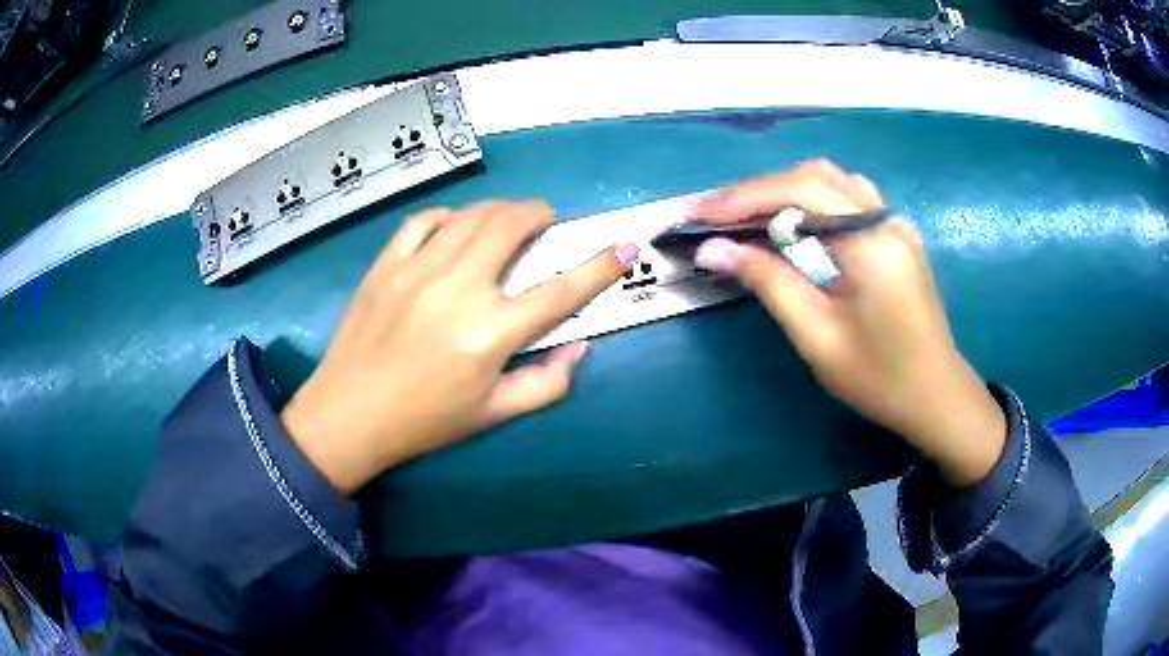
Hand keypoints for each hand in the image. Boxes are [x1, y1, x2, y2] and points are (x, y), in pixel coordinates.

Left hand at [282, 201, 637, 494]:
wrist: (349, 414)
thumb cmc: (424, 421)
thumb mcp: (493, 415)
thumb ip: (546, 385)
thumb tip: (580, 349)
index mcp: (490, 334)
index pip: (559, 292)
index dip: (598, 267)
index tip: (622, 247)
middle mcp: (458, 290)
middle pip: (510, 228)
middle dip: (538, 214)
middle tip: (546, 221)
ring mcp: (417, 270)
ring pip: (471, 216)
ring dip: (499, 209)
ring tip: (507, 219)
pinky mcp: (386, 264)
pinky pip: (424, 221)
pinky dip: (449, 215)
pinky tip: (455, 226)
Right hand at [690, 160, 1005, 485]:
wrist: (935, 395)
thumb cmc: (879, 377)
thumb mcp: (818, 335)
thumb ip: (768, 282)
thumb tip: (713, 250)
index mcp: (871, 243)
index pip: (800, 192)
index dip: (744, 198)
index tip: (699, 215)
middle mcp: (885, 219)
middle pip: (814, 176)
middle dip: (759, 191)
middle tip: (716, 217)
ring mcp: (894, 222)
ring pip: (832, 180)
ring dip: (784, 190)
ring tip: (746, 217)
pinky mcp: (895, 233)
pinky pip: (847, 196)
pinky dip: (811, 199)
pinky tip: (793, 222)